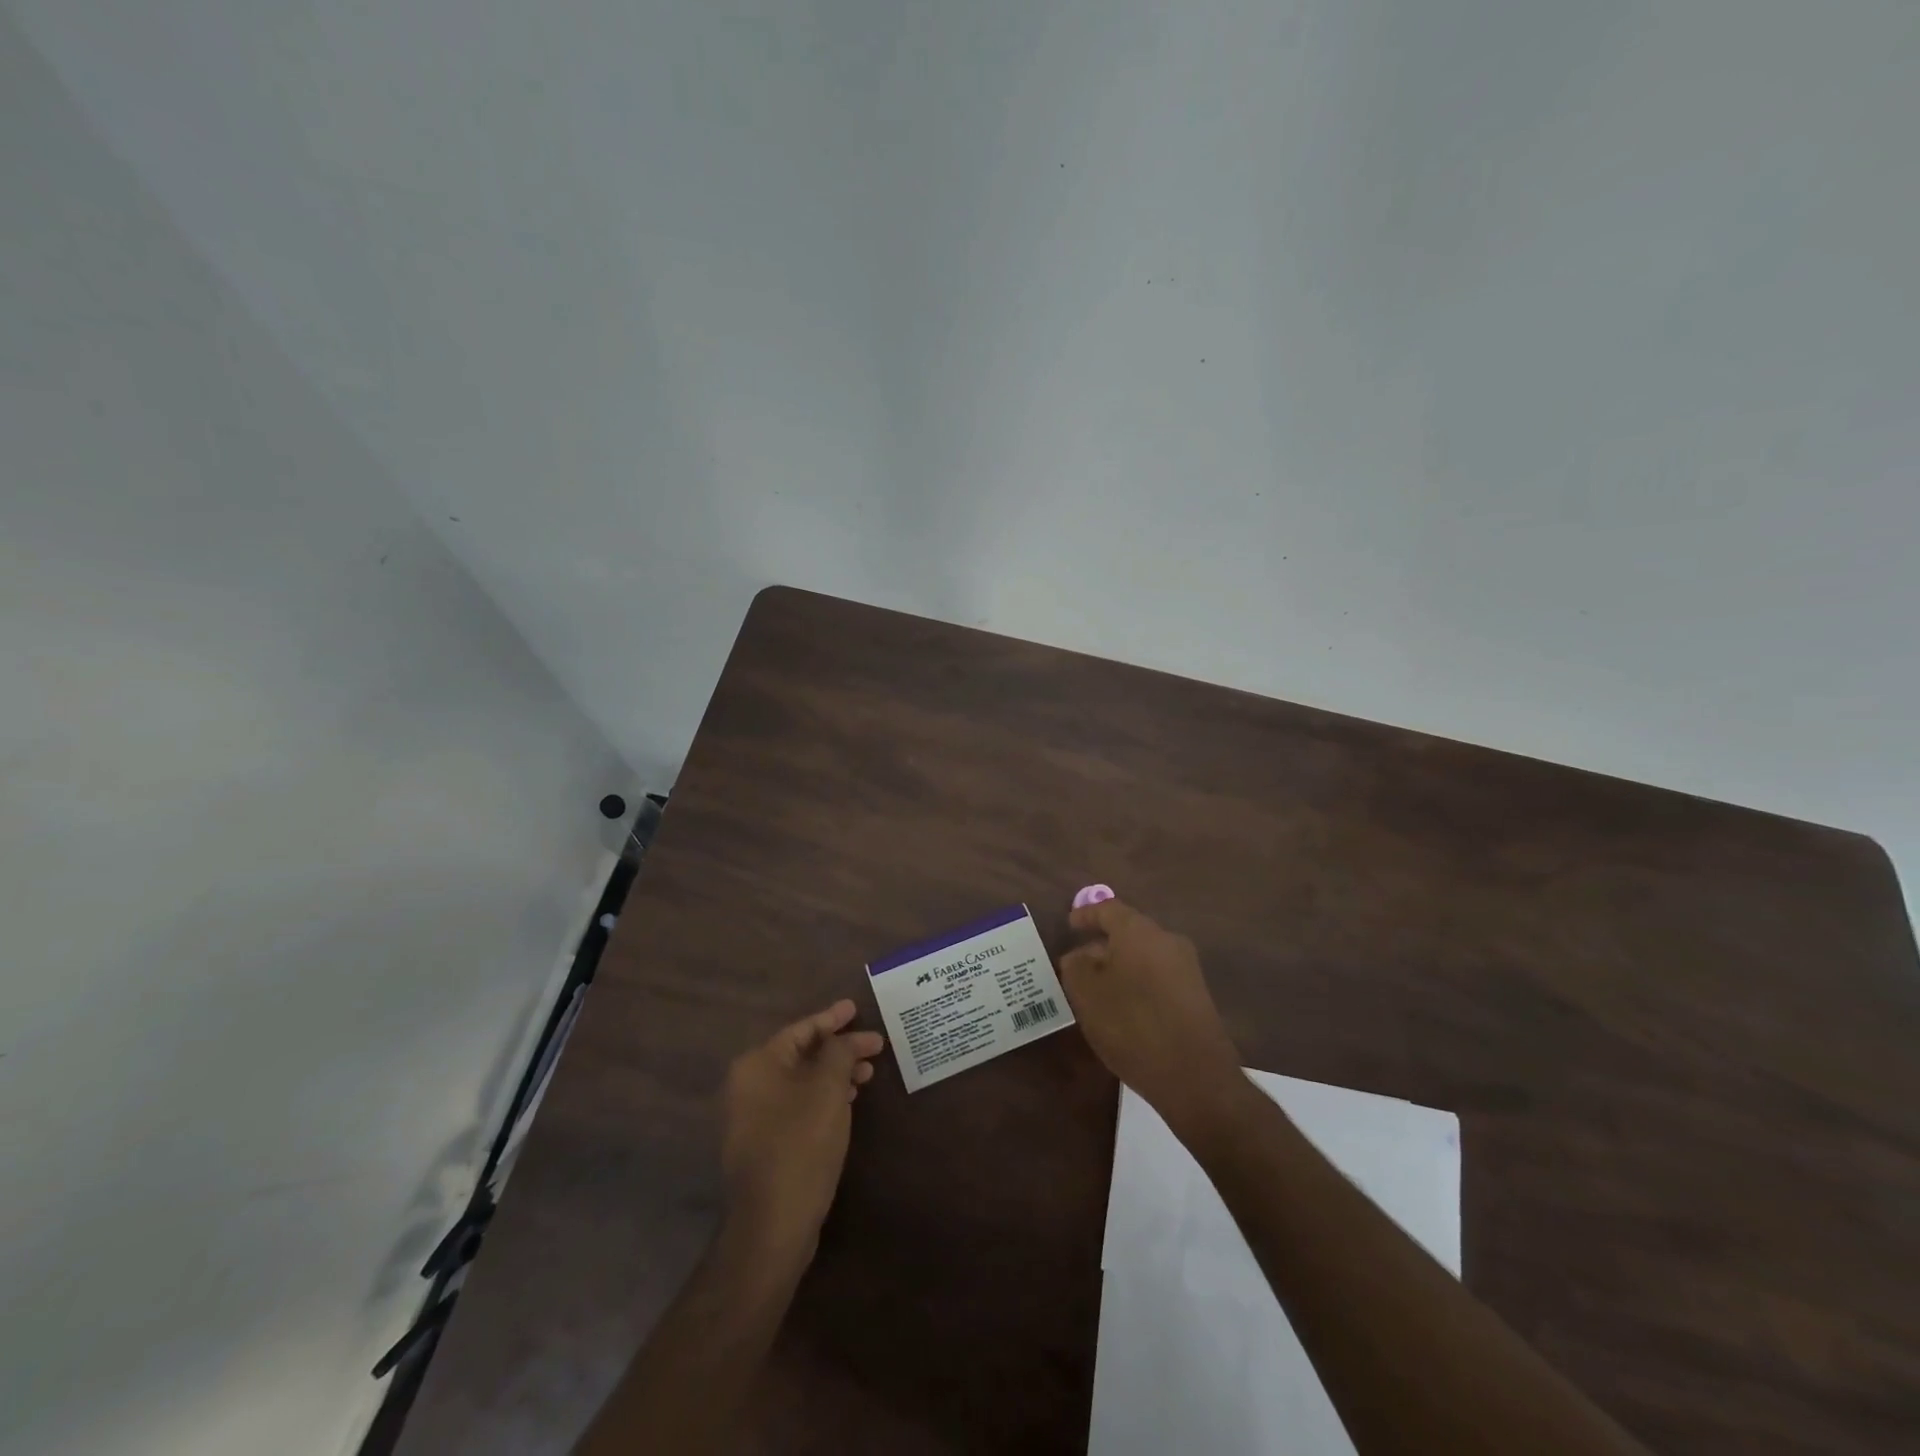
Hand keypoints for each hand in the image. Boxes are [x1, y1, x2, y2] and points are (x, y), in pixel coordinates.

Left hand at [720, 1000, 884, 1267]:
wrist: (773, 1224)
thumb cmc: (801, 1145)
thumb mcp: (828, 1090)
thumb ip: (838, 1053)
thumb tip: (843, 1039)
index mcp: (758, 1065)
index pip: (801, 1029)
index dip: (832, 1018)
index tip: (856, 1010)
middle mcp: (749, 1085)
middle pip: (801, 1054)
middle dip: (839, 1049)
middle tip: (875, 1046)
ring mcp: (754, 1116)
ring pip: (802, 1080)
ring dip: (835, 1074)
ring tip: (868, 1074)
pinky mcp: (765, 1142)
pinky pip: (798, 1104)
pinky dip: (823, 1096)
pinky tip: (848, 1102)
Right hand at [1059, 900, 1246, 1134]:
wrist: (1194, 1076)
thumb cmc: (1131, 1025)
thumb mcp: (1086, 994)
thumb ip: (1075, 967)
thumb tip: (1079, 956)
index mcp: (1139, 931)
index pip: (1108, 909)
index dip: (1086, 915)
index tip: (1069, 925)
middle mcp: (1167, 941)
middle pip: (1128, 933)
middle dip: (1101, 946)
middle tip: (1076, 966)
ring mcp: (1186, 969)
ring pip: (1143, 957)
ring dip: (1118, 967)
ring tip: (1095, 991)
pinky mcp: (1196, 996)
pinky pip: (1157, 977)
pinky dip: (1136, 984)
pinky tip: (1123, 1010)